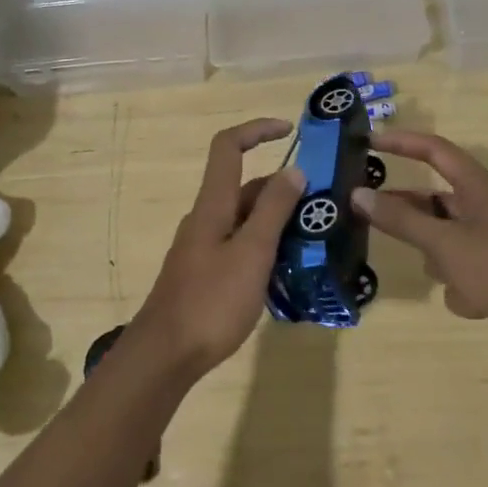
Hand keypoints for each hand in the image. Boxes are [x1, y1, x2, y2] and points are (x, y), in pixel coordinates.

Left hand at [135, 119, 304, 378]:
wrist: (165, 356)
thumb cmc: (211, 301)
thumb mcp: (252, 253)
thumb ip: (273, 210)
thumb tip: (294, 169)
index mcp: (213, 205)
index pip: (228, 146)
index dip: (257, 129)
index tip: (290, 131)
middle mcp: (206, 218)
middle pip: (244, 187)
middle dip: (283, 189)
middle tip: (322, 207)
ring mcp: (203, 248)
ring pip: (245, 220)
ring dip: (277, 221)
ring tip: (315, 240)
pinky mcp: (205, 274)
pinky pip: (240, 246)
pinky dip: (265, 247)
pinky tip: (287, 271)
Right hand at [352, 130, 487, 363]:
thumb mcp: (444, 242)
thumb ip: (400, 219)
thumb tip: (358, 194)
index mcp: (477, 186)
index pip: (434, 150)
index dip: (402, 142)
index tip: (368, 141)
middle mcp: (483, 207)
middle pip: (433, 199)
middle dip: (408, 211)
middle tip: (365, 212)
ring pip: (443, 239)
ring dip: (438, 258)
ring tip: (438, 273)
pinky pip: (461, 270)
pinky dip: (461, 287)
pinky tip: (471, 301)